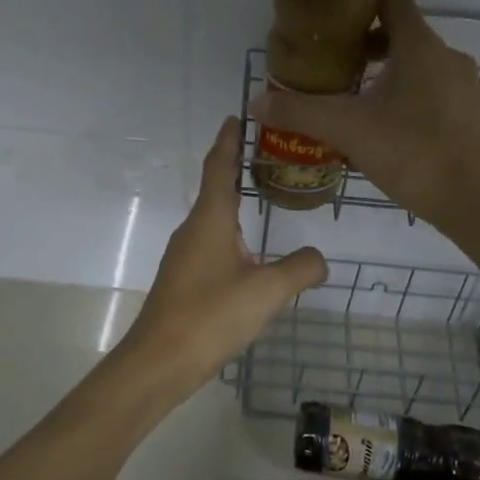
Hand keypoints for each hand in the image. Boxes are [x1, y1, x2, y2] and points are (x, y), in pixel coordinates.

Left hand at [118, 117, 327, 391]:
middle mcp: (193, 230)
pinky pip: (211, 247)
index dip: (229, 141)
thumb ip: (300, 269)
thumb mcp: (267, 290)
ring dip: (234, 206)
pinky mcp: (183, 282)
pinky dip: (231, 238)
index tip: (237, 116)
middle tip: (267, 156)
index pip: (219, 167)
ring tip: (263, 202)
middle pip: (215, 190)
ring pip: (213, 221)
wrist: (159, 362)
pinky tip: (249, 257)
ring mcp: (184, 257)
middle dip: (236, 169)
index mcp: (210, 220)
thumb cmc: (211, 315)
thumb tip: (320, 258)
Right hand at [250, 0, 479, 232]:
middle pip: (401, 30)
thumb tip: (257, 103)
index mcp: (419, 44)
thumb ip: (299, 112)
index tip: (333, 18)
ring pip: (417, 62)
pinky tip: (388, 126)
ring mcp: (463, 83)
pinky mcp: (470, 110)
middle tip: (334, 67)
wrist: (467, 200)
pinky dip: (408, 94)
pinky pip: (433, 88)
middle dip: (365, 44)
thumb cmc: (408, 153)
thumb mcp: (346, 130)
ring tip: (356, 100)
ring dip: (386, 72)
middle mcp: (446, 54)